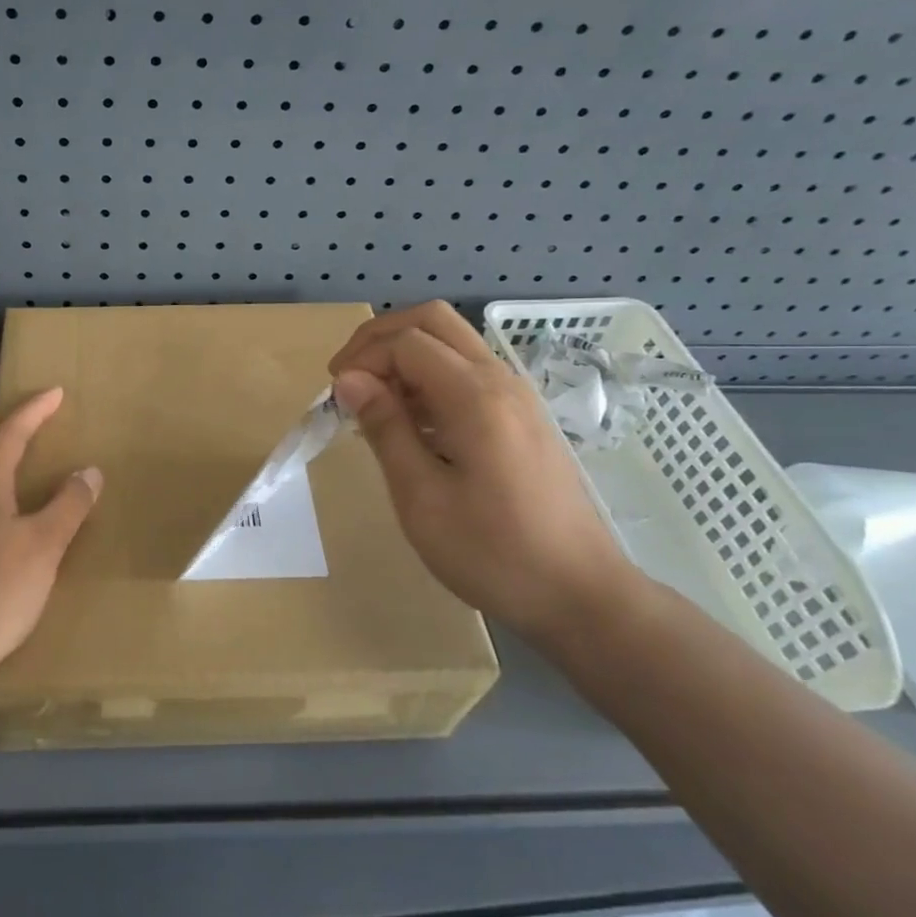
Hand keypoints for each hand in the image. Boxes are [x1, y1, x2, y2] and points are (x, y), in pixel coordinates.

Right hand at [328, 302, 643, 643]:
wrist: (580, 595)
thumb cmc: (492, 552)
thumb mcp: (421, 497)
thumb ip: (385, 428)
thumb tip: (349, 379)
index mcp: (475, 396)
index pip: (406, 341)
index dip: (362, 358)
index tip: (335, 397)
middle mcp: (500, 380)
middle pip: (433, 321)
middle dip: (380, 338)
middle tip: (349, 379)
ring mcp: (517, 396)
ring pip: (452, 342)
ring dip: (405, 356)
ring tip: (374, 404)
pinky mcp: (522, 417)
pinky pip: (468, 372)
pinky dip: (429, 377)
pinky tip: (413, 424)